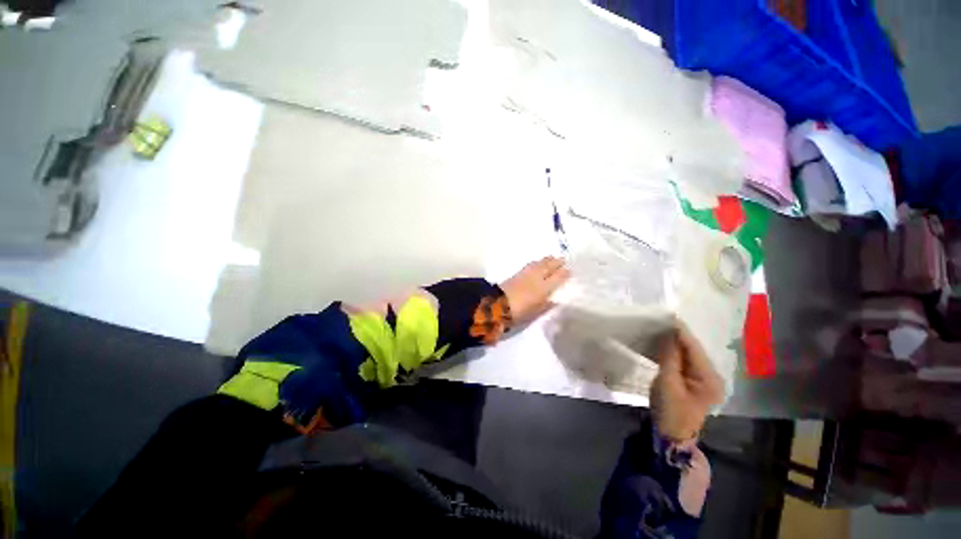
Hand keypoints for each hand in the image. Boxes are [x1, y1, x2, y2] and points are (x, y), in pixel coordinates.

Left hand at [500, 257, 570, 323]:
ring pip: (540, 263)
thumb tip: (554, 301)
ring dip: (547, 260)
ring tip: (552, 258)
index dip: (564, 273)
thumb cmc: (520, 311)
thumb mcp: (536, 312)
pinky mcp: (518, 273)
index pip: (558, 277)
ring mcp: (527, 273)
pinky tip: (538, 263)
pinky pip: (532, 264)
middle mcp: (537, 277)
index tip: (570, 270)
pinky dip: (537, 262)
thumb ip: (546, 305)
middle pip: (549, 267)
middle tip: (563, 260)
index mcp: (544, 288)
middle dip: (557, 262)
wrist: (499, 304)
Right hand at [650, 322, 724, 441]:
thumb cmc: (670, 411)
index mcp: (710, 379)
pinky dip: (674, 353)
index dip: (682, 333)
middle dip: (679, 336)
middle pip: (694, 350)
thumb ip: (669, 358)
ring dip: (676, 343)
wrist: (671, 435)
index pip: (694, 349)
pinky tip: (664, 345)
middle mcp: (712, 377)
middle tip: (662, 321)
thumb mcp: (667, 383)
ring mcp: (704, 380)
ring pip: (689, 355)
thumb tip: (668, 335)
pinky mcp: (695, 382)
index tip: (670, 316)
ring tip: (661, 329)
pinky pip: (685, 361)